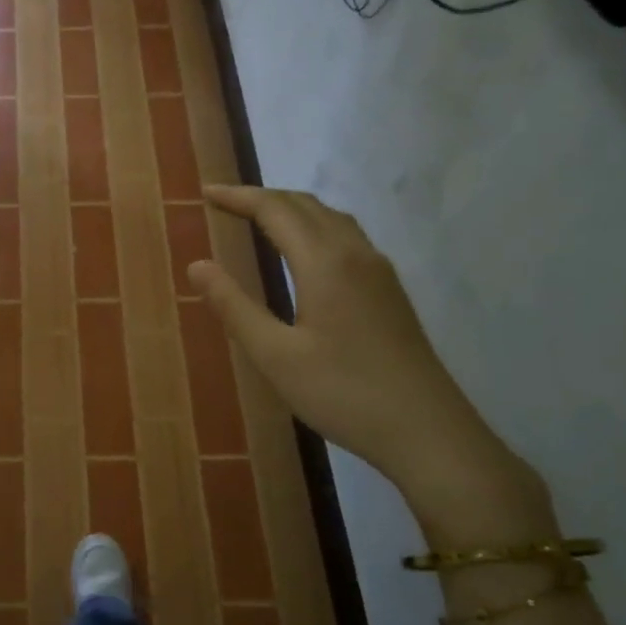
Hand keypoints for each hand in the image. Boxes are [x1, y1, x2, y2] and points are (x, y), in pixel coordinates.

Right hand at [188, 184, 539, 518]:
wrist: (428, 431)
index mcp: (325, 263)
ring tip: (259, 219)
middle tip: (223, 203)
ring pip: (331, 219)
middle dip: (262, 198)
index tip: (204, 193)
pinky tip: (306, 253)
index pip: (275, 211)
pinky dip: (315, 228)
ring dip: (292, 210)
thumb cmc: (343, 393)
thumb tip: (198, 265)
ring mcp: (379, 272)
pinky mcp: (390, 292)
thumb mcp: (275, 356)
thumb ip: (234, 307)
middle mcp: (356, 254)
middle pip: (306, 206)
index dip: (238, 197)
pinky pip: (347, 238)